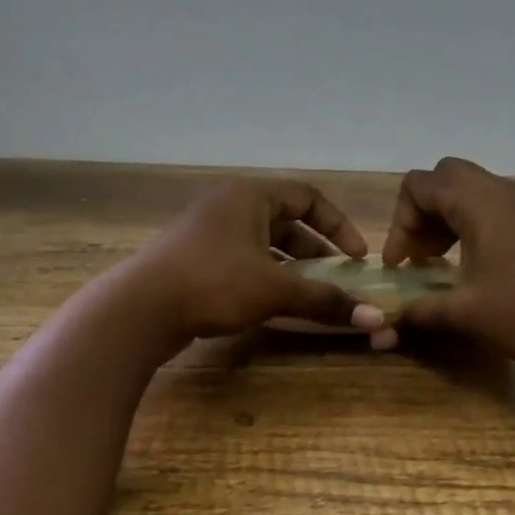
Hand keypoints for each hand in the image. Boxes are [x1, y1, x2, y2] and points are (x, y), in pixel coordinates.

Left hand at [129, 179, 386, 342]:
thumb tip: (375, 318)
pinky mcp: (195, 258)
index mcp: (250, 196)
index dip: (338, 225)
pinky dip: (267, 276)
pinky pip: (244, 260)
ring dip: (292, 267)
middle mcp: (230, 206)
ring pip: (264, 244)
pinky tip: (276, 303)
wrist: (139, 310)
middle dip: (316, 251)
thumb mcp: (275, 290)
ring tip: (312, 294)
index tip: (356, 257)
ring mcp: (209, 232)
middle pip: (287, 221)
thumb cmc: (213, 283)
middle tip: (338, 279)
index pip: (308, 197)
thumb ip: (324, 300)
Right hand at [376, 157, 514, 364]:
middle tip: (421, 253)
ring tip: (443, 259)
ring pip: (471, 188)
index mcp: (477, 202)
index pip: (418, 186)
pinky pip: (494, 203)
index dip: (399, 223)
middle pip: (444, 177)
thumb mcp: (466, 314)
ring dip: (447, 216)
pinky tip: (477, 263)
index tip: (401, 264)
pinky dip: (473, 222)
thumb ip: (421, 312)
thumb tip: (388, 325)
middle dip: (422, 212)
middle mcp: (500, 190)